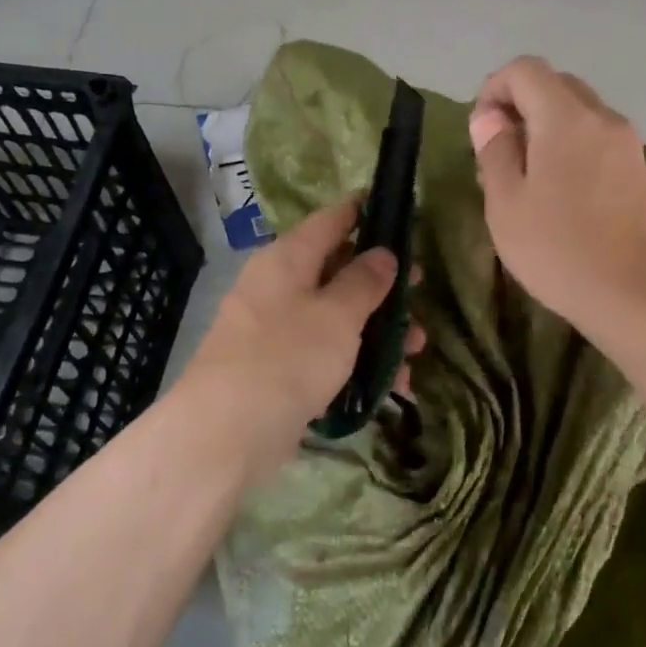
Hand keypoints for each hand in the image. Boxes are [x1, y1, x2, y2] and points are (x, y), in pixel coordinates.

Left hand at [181, 195, 423, 481]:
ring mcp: (276, 329)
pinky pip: (325, 353)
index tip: (401, 216)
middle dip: (383, 285)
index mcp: (287, 259)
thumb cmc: (287, 358)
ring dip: (378, 330)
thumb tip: (383, 253)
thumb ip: (365, 281)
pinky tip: (391, 385)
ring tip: (415, 352)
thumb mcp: (338, 315)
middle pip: (338, 271)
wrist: (226, 433)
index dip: (366, 213)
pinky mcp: (279, 369)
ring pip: (336, 317)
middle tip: (420, 294)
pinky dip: (357, 362)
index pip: (332, 220)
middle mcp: (278, 286)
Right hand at [470, 56, 645, 335]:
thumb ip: (495, 151)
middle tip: (498, 154)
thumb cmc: (559, 250)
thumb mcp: (506, 204)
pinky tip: (558, 192)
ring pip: (577, 112)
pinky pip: (596, 138)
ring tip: (525, 177)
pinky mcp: (639, 170)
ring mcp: (628, 143)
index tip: (481, 131)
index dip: (494, 89)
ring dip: (544, 128)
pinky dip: (569, 146)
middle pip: (555, 85)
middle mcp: (603, 118)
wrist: (637, 296)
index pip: (525, 69)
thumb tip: (490, 119)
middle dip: (520, 106)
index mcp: (566, 118)